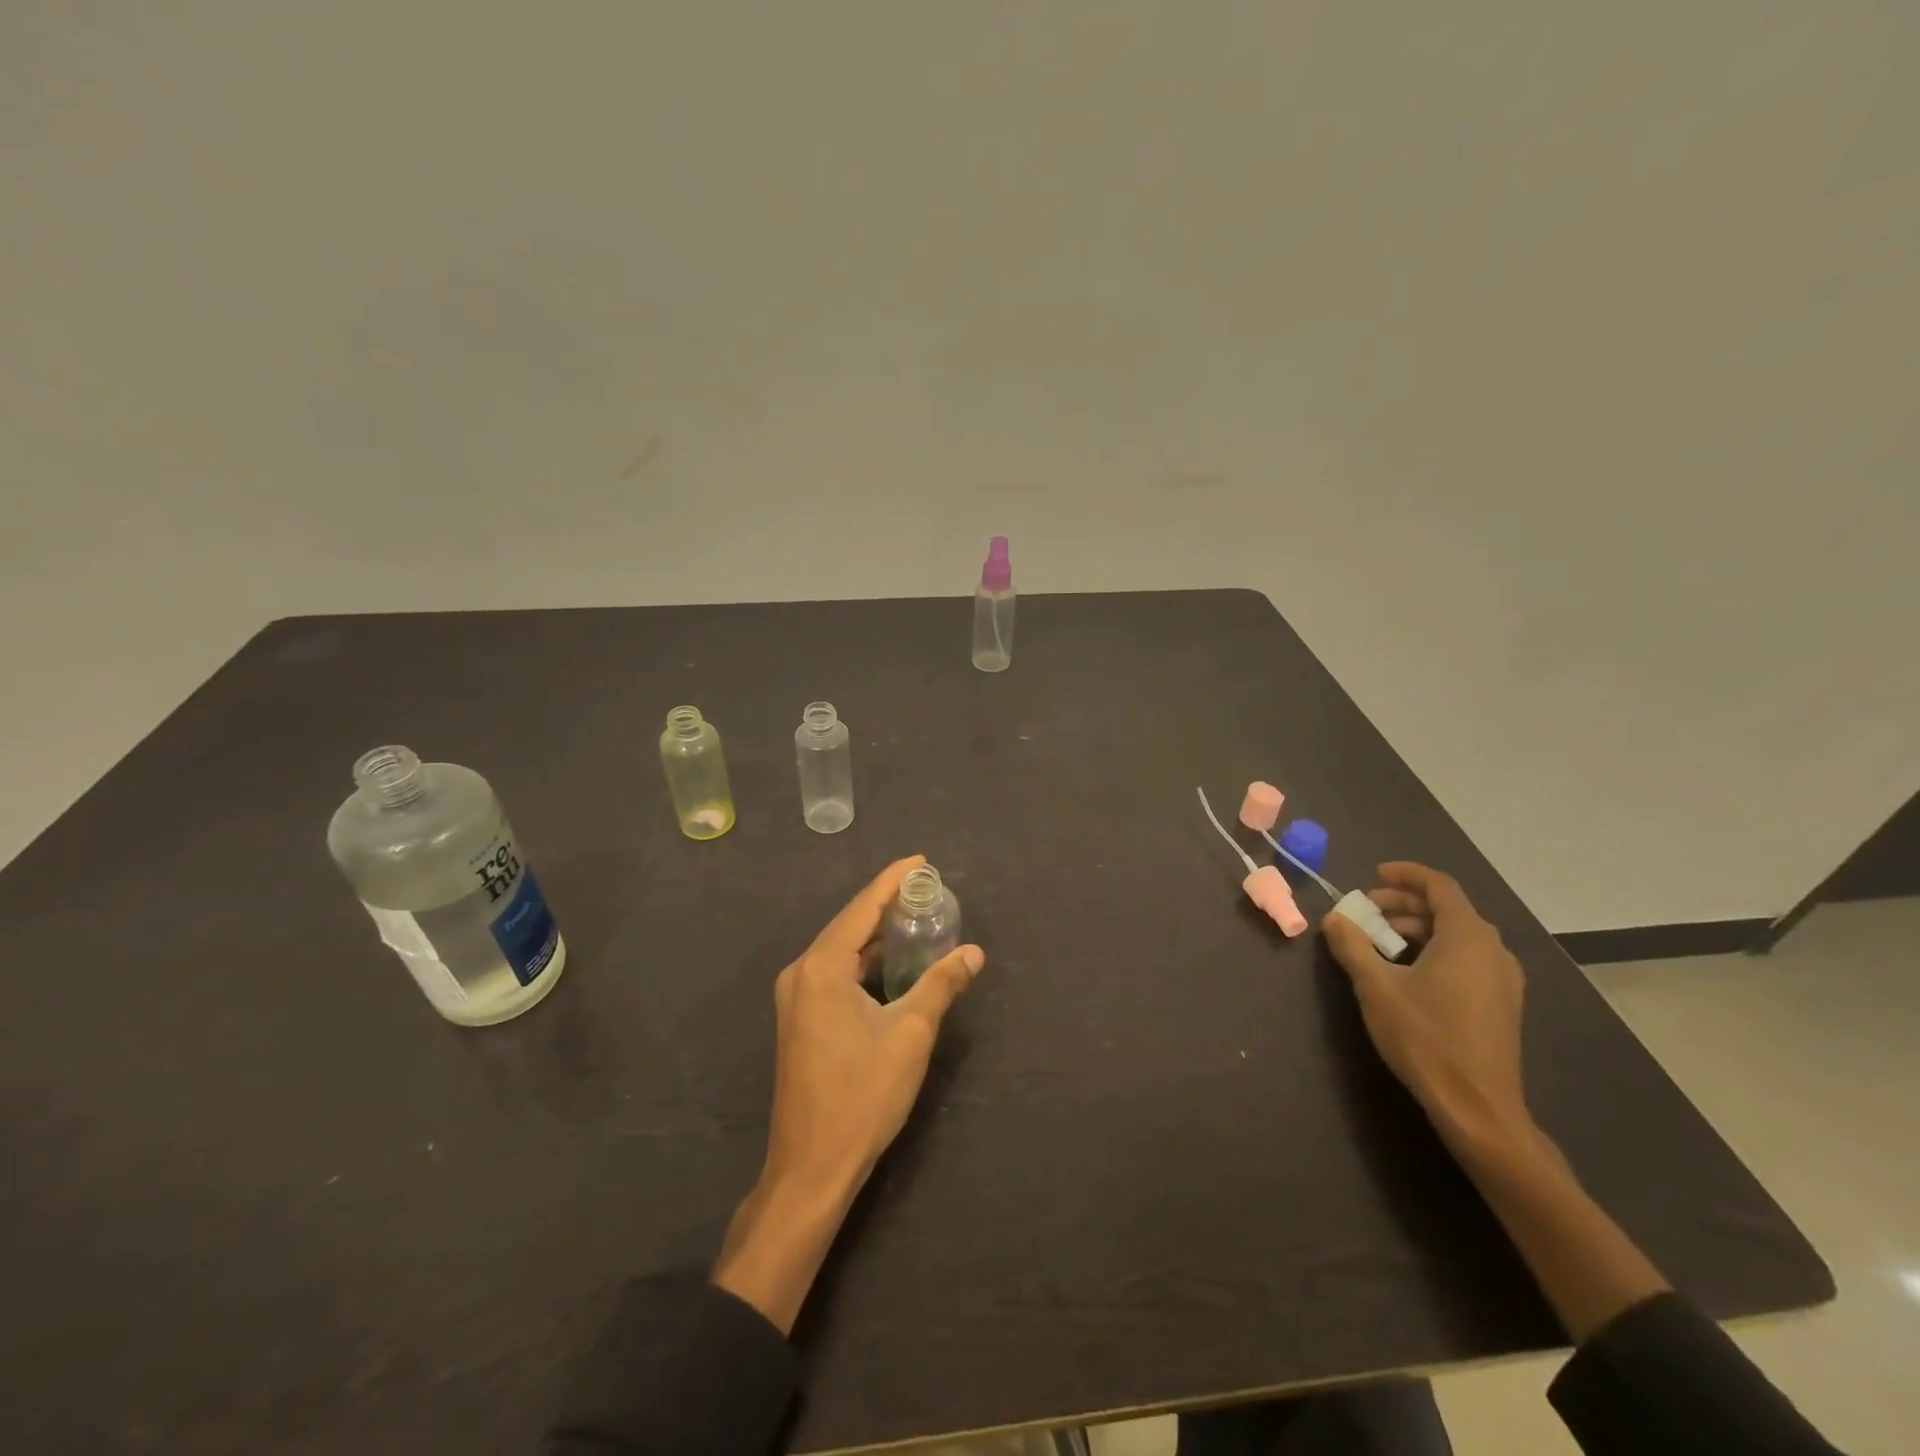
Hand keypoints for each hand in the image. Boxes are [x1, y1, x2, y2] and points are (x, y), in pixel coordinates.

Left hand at [714, 856, 984, 1331]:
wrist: (812, 1166)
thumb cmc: (862, 1095)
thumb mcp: (910, 1034)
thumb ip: (941, 985)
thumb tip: (973, 953)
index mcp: (821, 968)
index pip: (862, 908)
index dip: (892, 881)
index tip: (920, 861)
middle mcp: (801, 973)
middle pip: (848, 924)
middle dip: (886, 903)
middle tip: (926, 888)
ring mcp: (796, 998)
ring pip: (840, 949)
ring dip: (875, 932)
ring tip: (914, 915)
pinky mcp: (800, 1019)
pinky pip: (834, 971)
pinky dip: (863, 959)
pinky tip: (889, 959)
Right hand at [1321, 862, 1530, 1153]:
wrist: (1477, 1107)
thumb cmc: (1425, 1037)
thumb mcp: (1375, 987)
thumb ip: (1352, 945)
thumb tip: (1334, 918)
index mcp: (1467, 937)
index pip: (1440, 886)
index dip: (1406, 875)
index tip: (1374, 874)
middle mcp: (1493, 950)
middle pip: (1448, 910)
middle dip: (1404, 904)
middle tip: (1366, 911)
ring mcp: (1502, 979)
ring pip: (1457, 936)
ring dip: (1417, 929)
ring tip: (1380, 942)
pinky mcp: (1501, 1004)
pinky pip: (1467, 958)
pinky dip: (1435, 950)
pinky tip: (1407, 972)